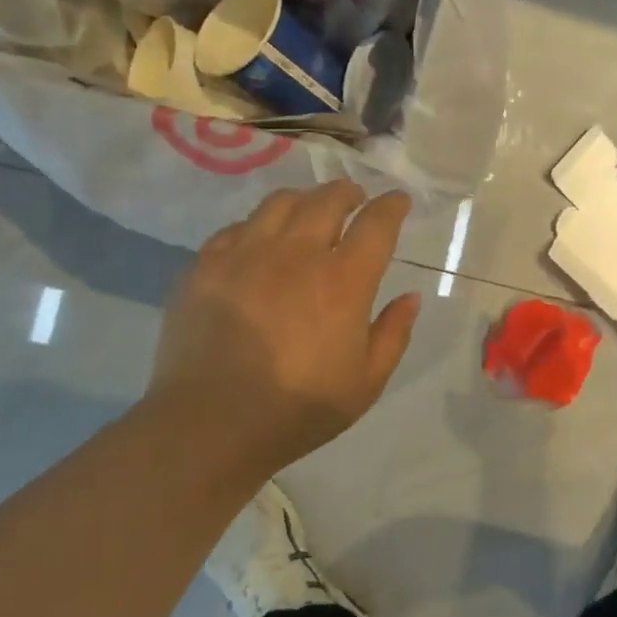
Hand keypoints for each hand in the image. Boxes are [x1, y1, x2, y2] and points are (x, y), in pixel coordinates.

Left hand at [143, 180, 420, 480]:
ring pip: (279, 203)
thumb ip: (393, 334)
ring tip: (309, 209)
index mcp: (343, 281)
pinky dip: (257, 225)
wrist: (211, 424)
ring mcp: (246, 254)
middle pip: (327, 200)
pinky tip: (259, 240)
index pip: (376, 224)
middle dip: (348, 192)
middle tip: (355, 198)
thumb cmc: (298, 409)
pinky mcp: (206, 266)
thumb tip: (411, 297)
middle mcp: (297, 254)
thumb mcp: (366, 382)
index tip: (398, 201)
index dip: (392, 206)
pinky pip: (236, 228)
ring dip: (304, 199)